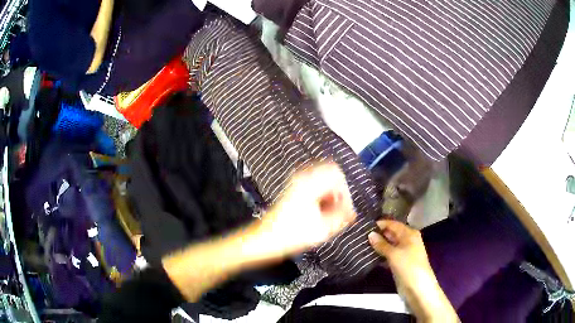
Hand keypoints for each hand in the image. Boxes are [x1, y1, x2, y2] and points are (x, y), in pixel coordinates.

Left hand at [259, 162, 355, 255]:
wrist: (265, 238)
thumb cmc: (290, 234)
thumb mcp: (322, 228)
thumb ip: (341, 217)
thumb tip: (352, 213)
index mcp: (310, 182)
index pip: (337, 174)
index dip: (345, 192)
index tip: (346, 208)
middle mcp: (302, 178)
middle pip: (330, 176)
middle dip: (338, 194)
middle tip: (339, 212)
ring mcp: (296, 183)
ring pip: (322, 182)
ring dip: (330, 197)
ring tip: (330, 215)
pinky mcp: (293, 191)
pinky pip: (314, 188)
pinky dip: (321, 198)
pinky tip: (320, 214)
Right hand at [368, 220, 457, 321]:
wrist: (417, 287)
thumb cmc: (408, 266)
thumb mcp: (394, 254)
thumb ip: (381, 244)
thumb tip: (370, 234)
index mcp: (409, 234)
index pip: (392, 224)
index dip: (380, 224)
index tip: (364, 226)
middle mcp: (407, 240)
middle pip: (391, 234)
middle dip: (377, 235)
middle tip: (360, 235)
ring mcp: (403, 252)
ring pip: (388, 245)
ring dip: (377, 246)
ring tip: (361, 244)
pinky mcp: (399, 263)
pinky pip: (388, 255)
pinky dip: (380, 255)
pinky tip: (368, 256)